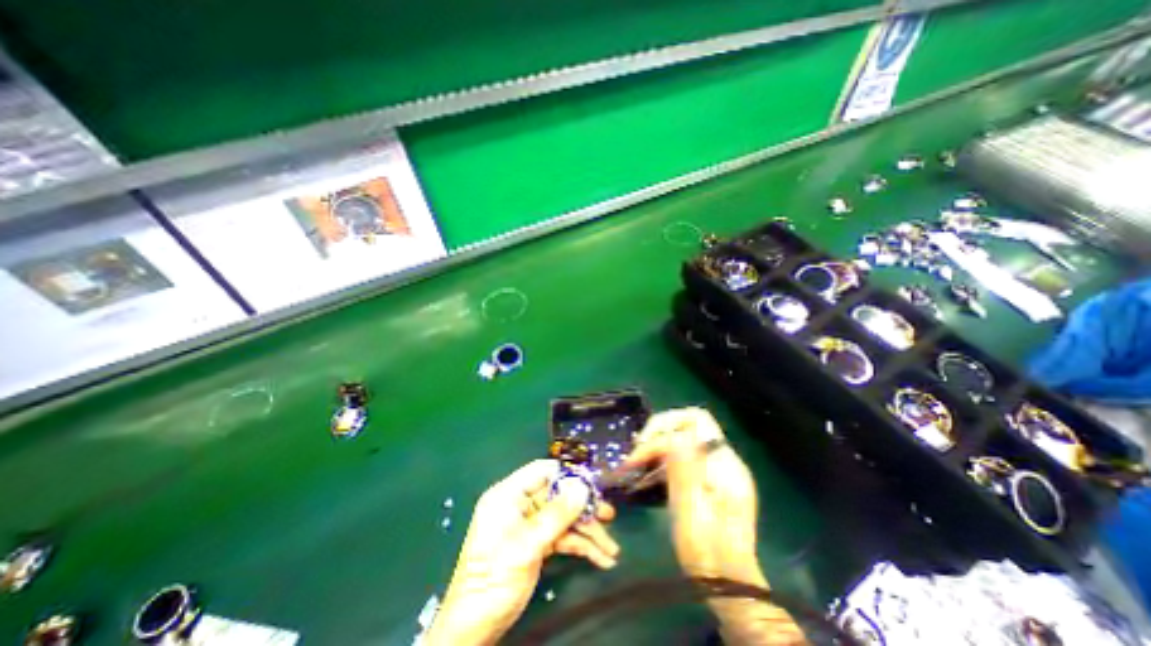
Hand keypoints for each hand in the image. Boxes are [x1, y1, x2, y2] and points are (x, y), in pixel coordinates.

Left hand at [425, 461, 620, 643]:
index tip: (591, 482)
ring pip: (564, 518)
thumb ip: (556, 514)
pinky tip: (601, 558)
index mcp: (509, 494)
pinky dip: (581, 547)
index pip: (541, 471)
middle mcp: (521, 505)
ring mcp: (530, 524)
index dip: (567, 474)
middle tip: (609, 514)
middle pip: (558, 496)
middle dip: (584, 508)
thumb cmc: (494, 577)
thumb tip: (582, 487)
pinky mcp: (537, 543)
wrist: (475, 627)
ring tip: (611, 548)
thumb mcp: (527, 544)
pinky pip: (563, 537)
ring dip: (587, 532)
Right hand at [625, 408, 762, 579]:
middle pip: (688, 426)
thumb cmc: (707, 552)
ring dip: (658, 447)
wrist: (726, 585)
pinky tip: (647, 476)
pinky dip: (663, 461)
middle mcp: (723, 461)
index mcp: (724, 465)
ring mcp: (717, 470)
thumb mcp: (691, 511)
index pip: (697, 421)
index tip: (642, 445)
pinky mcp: (709, 482)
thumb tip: (674, 437)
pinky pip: (683, 458)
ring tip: (635, 462)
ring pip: (683, 441)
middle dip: (659, 433)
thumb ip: (684, 470)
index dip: (665, 426)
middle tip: (636, 451)